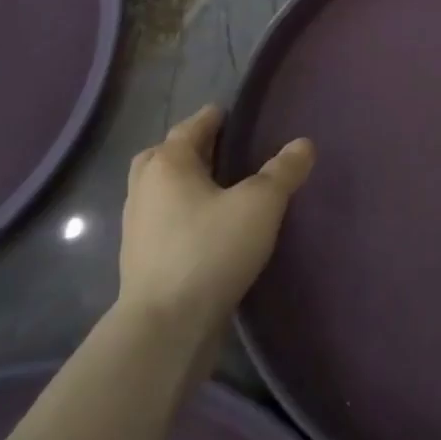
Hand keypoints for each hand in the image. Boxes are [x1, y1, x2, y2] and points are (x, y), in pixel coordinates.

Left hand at [114, 105, 314, 340]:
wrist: (165, 327)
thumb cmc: (210, 250)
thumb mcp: (260, 204)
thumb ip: (283, 171)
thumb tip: (303, 143)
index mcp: (168, 164)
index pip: (190, 128)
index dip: (211, 118)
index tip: (229, 113)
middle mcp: (144, 189)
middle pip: (163, 155)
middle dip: (189, 148)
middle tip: (218, 148)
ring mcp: (137, 227)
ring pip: (158, 190)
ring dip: (181, 182)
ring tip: (216, 187)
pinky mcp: (141, 260)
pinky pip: (161, 221)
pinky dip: (180, 213)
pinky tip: (205, 227)